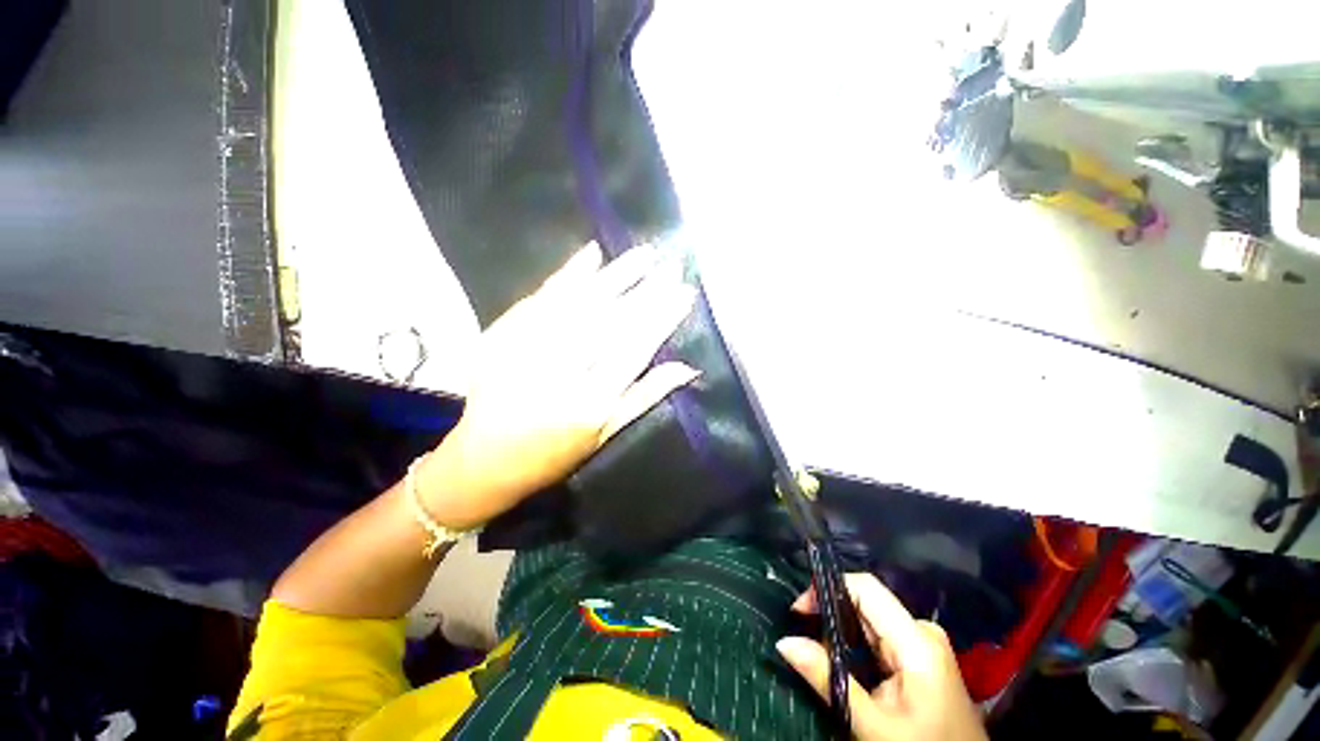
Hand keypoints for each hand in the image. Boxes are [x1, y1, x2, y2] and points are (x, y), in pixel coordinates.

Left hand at [419, 242, 697, 527]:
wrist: (483, 461)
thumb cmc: (554, 455)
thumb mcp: (606, 434)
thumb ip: (645, 396)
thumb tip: (687, 368)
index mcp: (591, 403)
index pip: (635, 349)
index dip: (662, 318)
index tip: (684, 292)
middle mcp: (562, 372)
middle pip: (610, 322)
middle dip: (646, 291)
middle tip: (671, 265)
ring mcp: (529, 349)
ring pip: (580, 304)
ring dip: (615, 276)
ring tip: (643, 254)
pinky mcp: (504, 336)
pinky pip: (541, 298)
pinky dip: (568, 275)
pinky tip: (592, 255)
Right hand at [777, 574, 986, 740]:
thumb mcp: (872, 724)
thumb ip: (827, 679)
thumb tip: (784, 641)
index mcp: (916, 640)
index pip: (865, 588)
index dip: (827, 587)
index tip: (798, 611)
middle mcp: (921, 632)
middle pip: (865, 603)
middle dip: (829, 614)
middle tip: (803, 639)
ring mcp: (923, 645)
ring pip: (869, 620)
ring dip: (840, 633)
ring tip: (819, 655)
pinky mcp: (921, 658)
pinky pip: (879, 637)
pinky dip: (855, 646)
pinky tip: (842, 664)